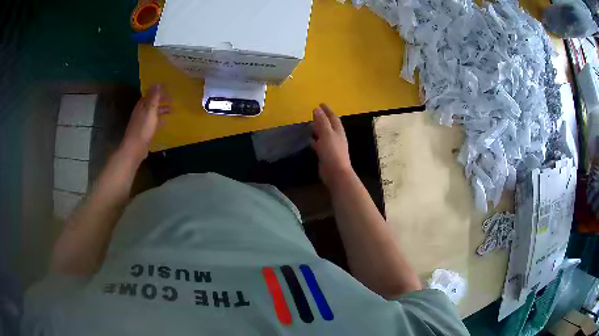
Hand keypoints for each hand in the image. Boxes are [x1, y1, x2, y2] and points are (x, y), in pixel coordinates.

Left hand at [120, 84, 169, 159]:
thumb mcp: (150, 111)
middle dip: (160, 101)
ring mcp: (141, 123)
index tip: (168, 90)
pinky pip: (152, 122)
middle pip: (151, 104)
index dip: (158, 92)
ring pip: (152, 113)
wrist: (135, 149)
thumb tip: (157, 83)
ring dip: (161, 111)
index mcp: (141, 106)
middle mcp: (140, 112)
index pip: (149, 95)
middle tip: (172, 100)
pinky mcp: (143, 132)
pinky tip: (164, 123)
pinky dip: (158, 120)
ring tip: (171, 111)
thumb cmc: (143, 129)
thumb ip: (154, 98)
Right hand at [311, 104, 353, 187]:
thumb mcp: (326, 133)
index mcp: (338, 131)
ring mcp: (331, 146)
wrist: (335, 172)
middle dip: (323, 119)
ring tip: (310, 124)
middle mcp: (336, 137)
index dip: (327, 110)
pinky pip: (319, 144)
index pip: (333, 117)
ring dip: (318, 129)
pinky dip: (315, 140)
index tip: (320, 103)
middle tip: (314, 113)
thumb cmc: (332, 151)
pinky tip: (309, 140)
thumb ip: (322, 121)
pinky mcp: (326, 155)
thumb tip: (317, 108)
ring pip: (324, 135)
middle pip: (329, 125)